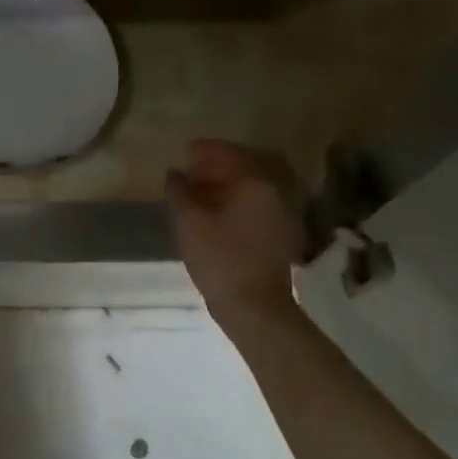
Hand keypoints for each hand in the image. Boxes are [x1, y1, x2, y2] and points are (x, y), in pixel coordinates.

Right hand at [166, 139, 307, 324]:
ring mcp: (283, 216)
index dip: (206, 150)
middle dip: (216, 168)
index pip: (231, 155)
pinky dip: (237, 203)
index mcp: (256, 185)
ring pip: (252, 190)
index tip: (186, 150)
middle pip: (245, 170)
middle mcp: (276, 194)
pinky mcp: (282, 236)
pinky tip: (215, 216)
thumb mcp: (189, 222)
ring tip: (197, 196)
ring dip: (226, 186)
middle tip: (190, 174)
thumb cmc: (219, 260)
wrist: (254, 308)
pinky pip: (258, 207)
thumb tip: (174, 174)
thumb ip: (179, 192)